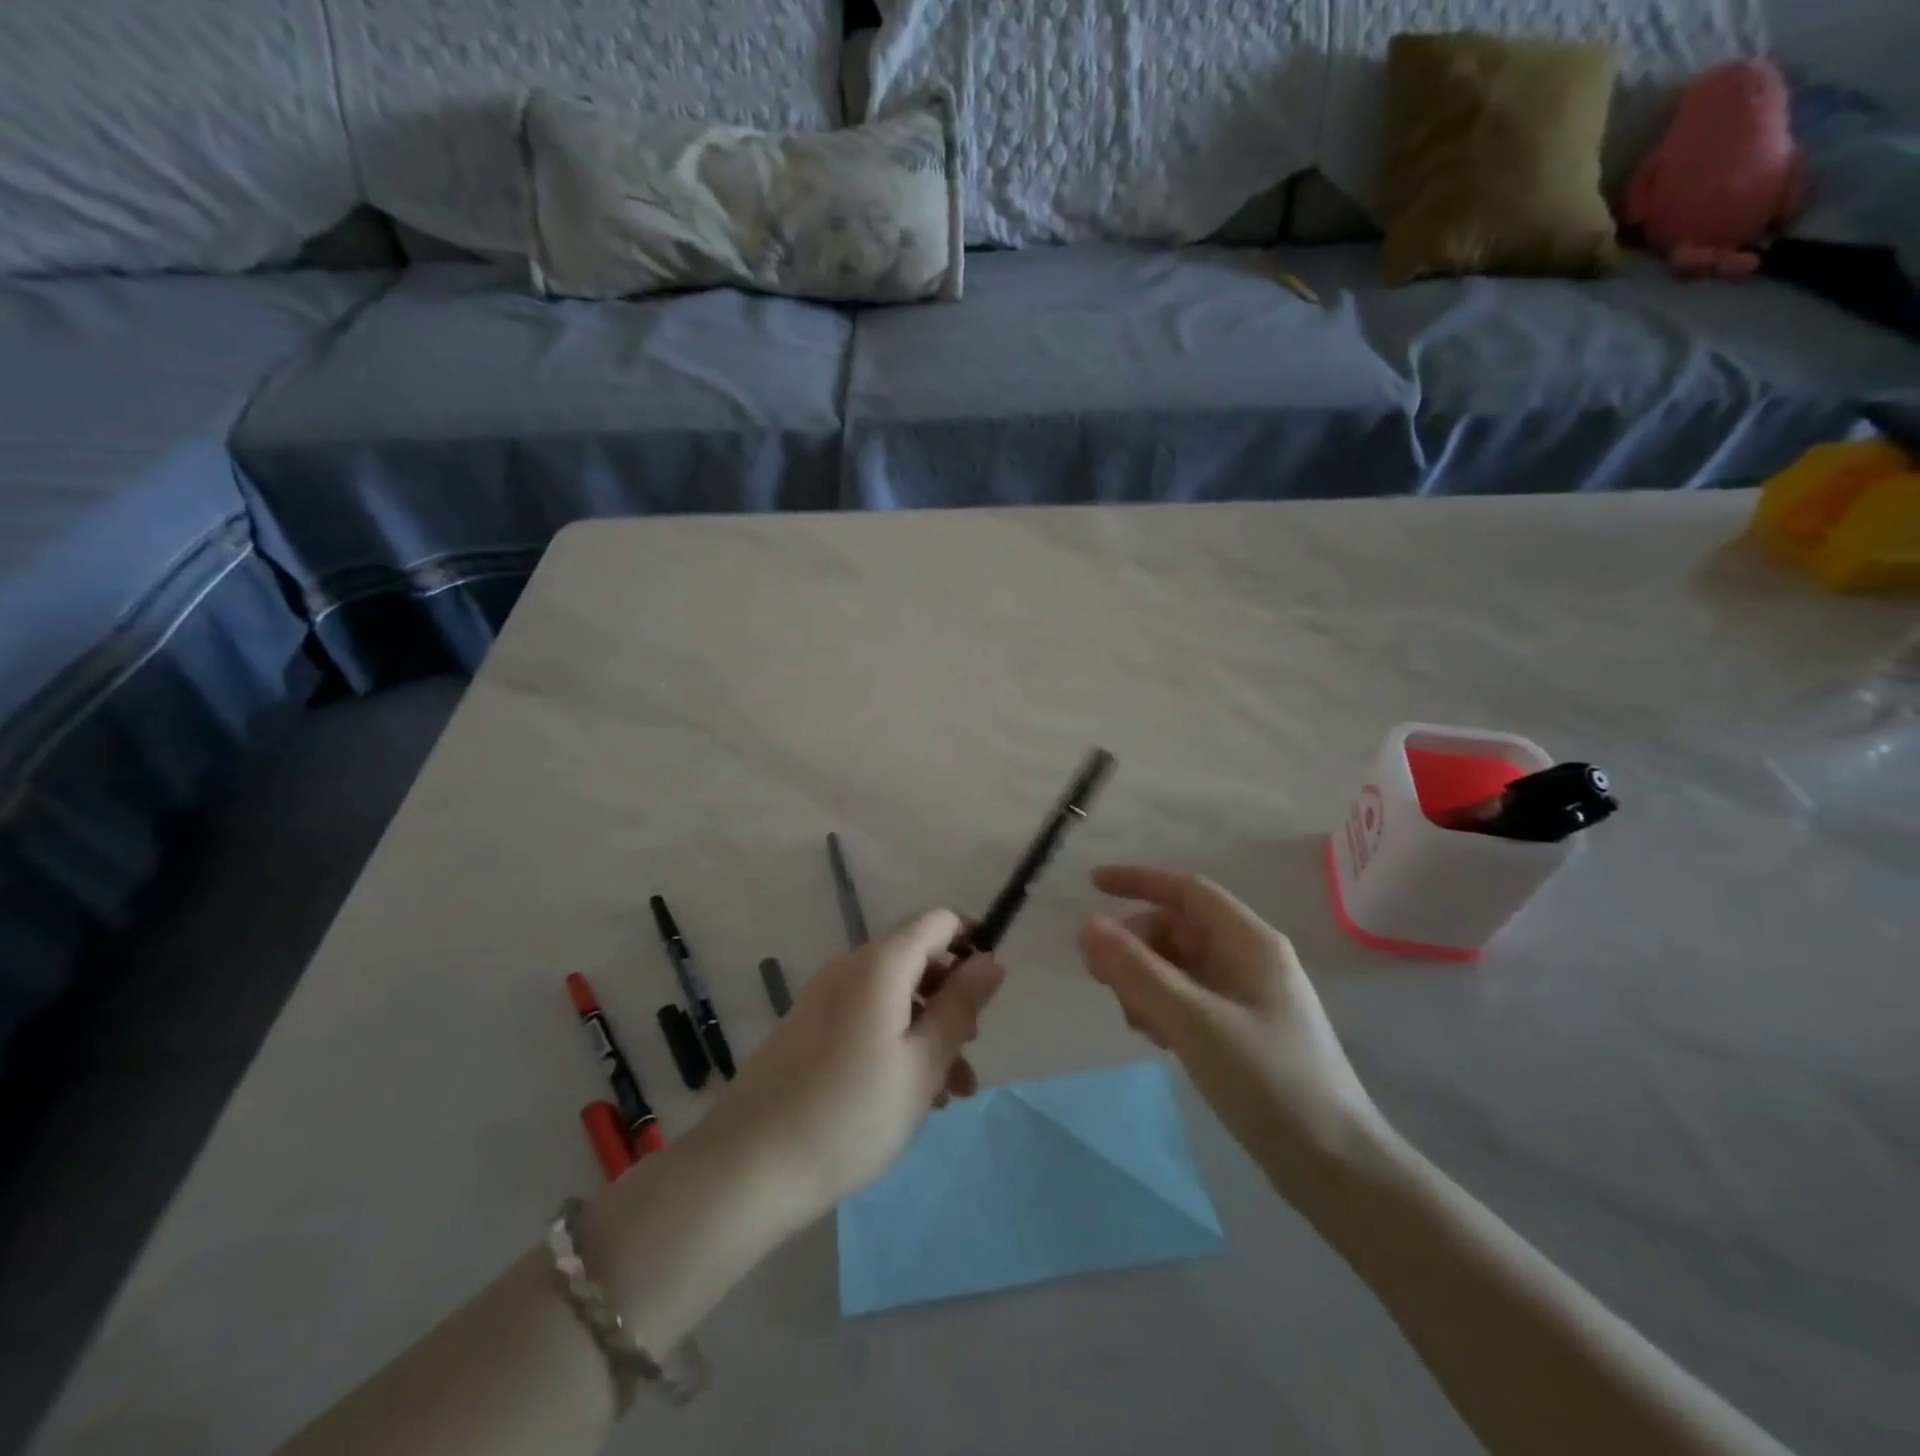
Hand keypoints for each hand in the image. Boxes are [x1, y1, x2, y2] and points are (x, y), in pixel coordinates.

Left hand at [699, 909, 1005, 1222]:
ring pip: (893, 996)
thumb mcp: (923, 1063)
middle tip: (971, 1050)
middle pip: (915, 960)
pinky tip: (908, 1096)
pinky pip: (866, 1018)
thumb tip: (991, 959)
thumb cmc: (852, 1113)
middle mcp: (849, 969)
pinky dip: (895, 1041)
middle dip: (952, 998)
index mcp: (879, 964)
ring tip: (950, 1093)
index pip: (936, 921)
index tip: (990, 989)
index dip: (970, 941)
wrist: (749, 1166)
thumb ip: (961, 1006)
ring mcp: (823, 999)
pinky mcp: (807, 1029)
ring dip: (928, 1030)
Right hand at [1077, 866, 1382, 1196]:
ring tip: (1136, 1023)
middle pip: (1177, 929)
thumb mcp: (1193, 1020)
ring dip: (1145, 981)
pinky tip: (1156, 1040)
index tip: (1091, 886)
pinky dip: (1163, 1007)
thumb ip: (1136, 970)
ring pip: (1179, 966)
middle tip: (1103, 981)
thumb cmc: (1267, 1080)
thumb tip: (1087, 925)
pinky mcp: (1242, 1030)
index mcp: (1249, 941)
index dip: (1138, 881)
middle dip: (1136, 946)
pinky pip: (1189, 999)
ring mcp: (1247, 996)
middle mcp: (1248, 959)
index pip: (1186, 890)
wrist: (1335, 1167)